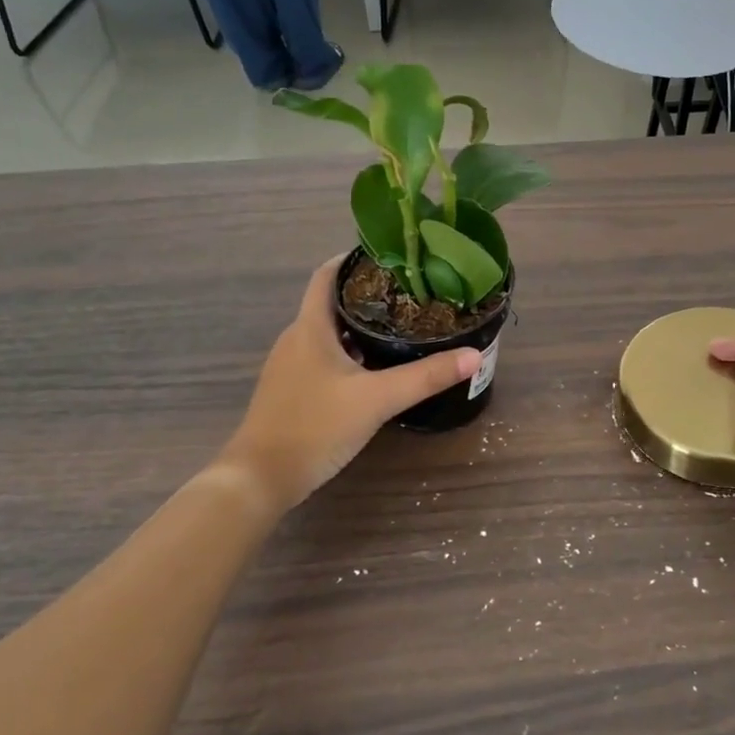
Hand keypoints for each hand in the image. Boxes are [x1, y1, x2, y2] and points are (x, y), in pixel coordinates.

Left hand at [217, 257, 479, 509]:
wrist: (260, 479)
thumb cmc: (315, 427)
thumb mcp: (377, 399)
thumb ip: (425, 377)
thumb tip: (474, 355)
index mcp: (310, 328)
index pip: (326, 276)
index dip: (353, 260)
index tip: (390, 255)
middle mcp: (295, 340)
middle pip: (330, 303)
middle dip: (367, 295)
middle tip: (409, 294)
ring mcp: (289, 367)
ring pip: (328, 333)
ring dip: (359, 326)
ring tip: (400, 327)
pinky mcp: (291, 391)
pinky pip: (322, 358)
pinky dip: (348, 353)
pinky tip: (374, 369)